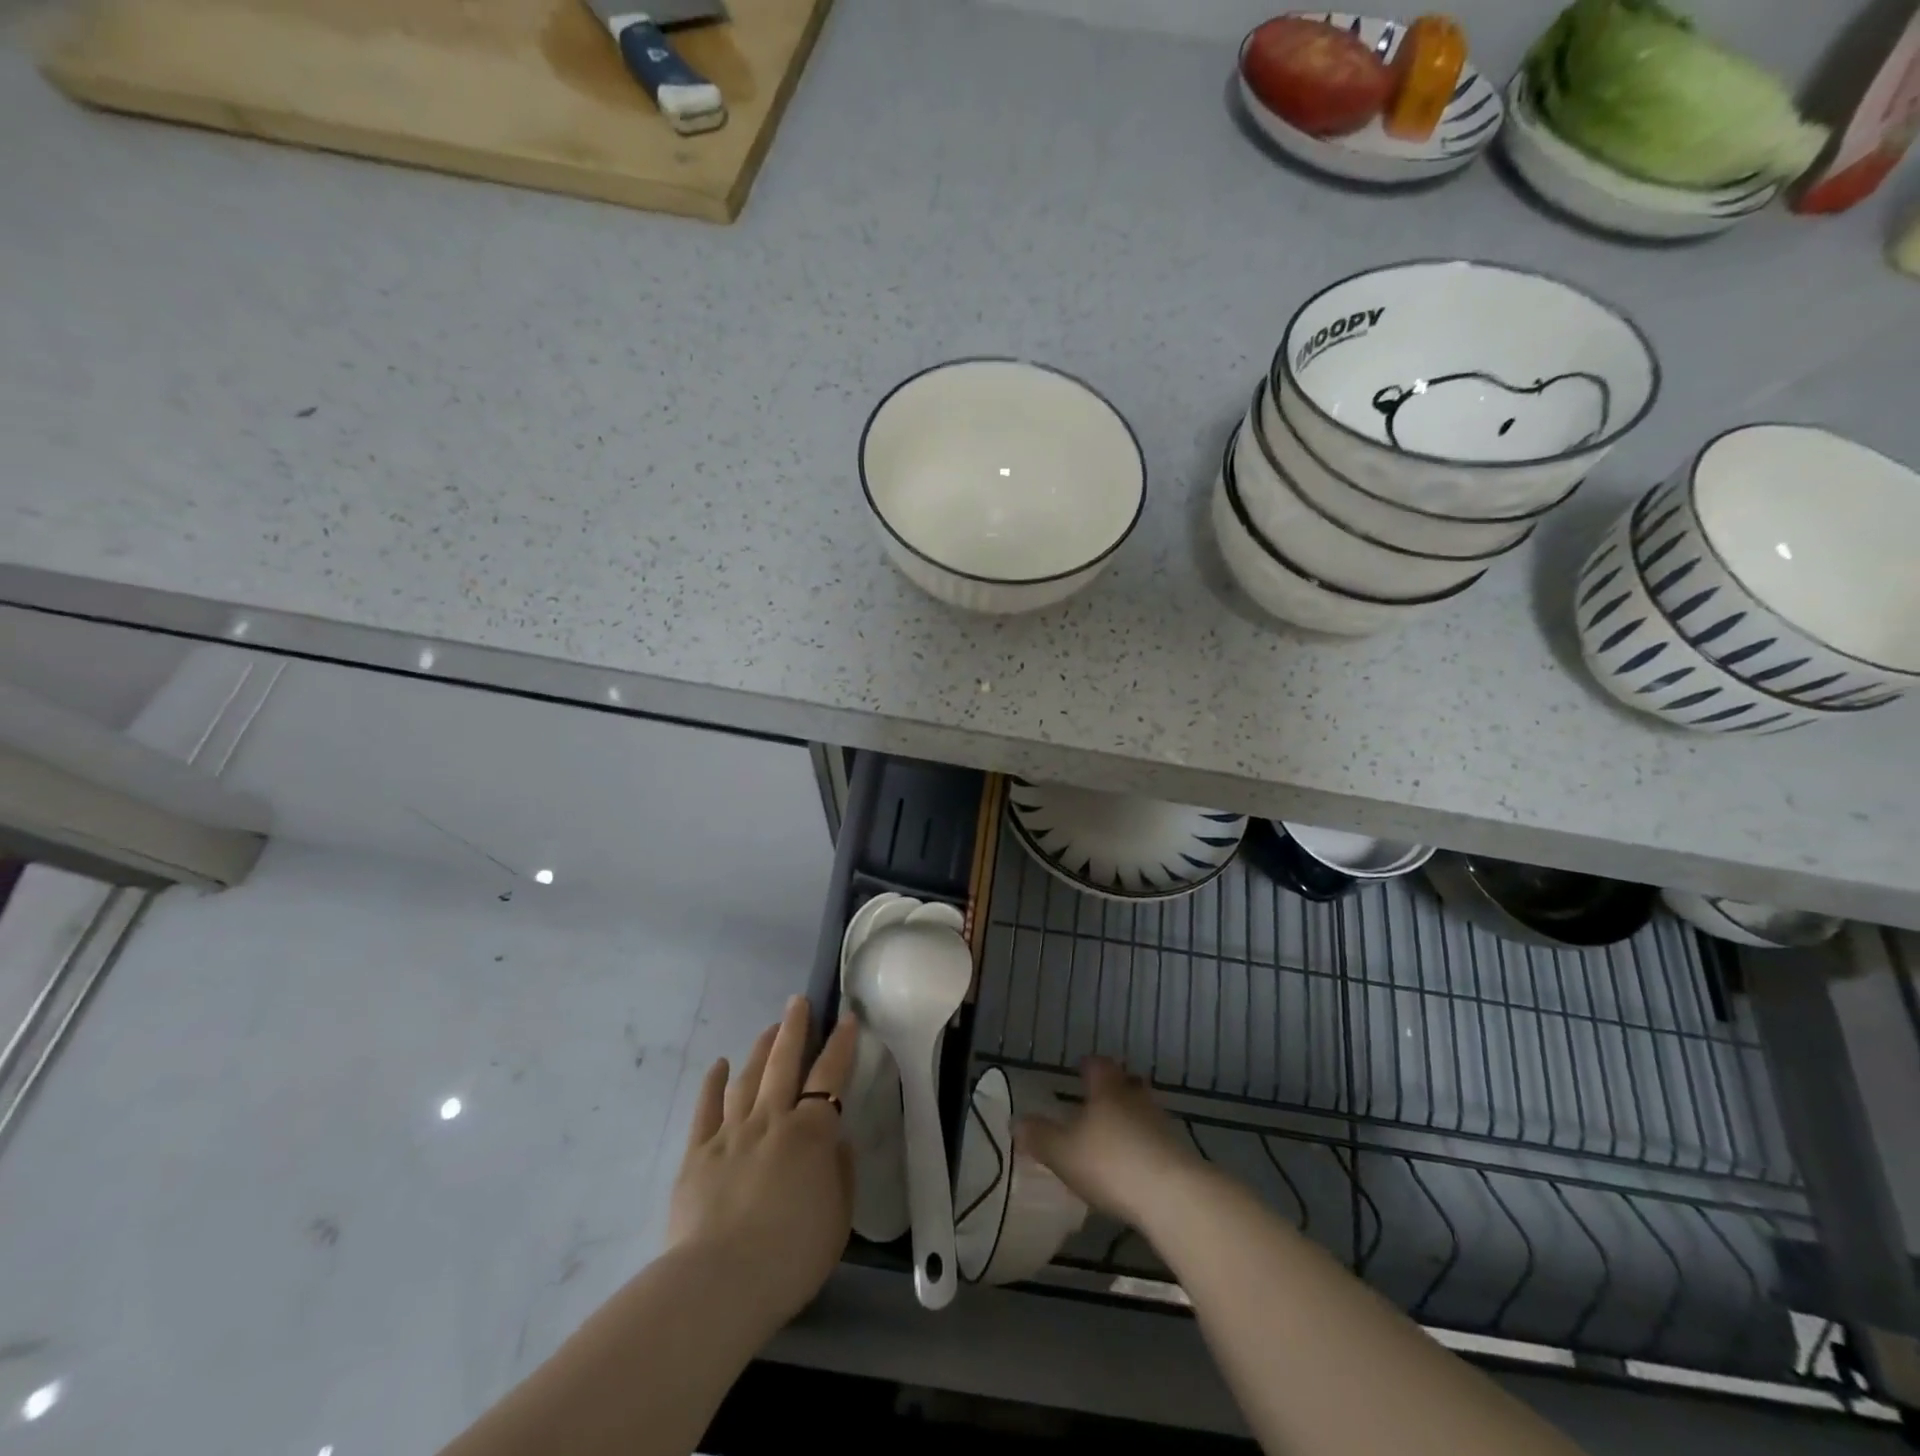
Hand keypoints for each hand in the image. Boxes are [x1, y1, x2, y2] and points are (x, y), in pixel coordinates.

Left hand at [667, 996, 856, 1330]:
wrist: (719, 1285)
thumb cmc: (790, 1256)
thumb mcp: (838, 1219)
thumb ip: (841, 1173)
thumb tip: (837, 1141)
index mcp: (810, 1133)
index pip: (830, 1076)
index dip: (841, 1045)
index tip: (847, 1018)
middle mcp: (771, 1120)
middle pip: (784, 1063)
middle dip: (795, 1028)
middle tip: (799, 1001)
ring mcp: (730, 1133)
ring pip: (747, 1077)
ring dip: (760, 1049)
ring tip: (769, 1029)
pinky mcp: (697, 1154)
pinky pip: (706, 1108)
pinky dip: (713, 1083)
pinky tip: (718, 1065)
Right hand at [1015, 1056, 1204, 1230]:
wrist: (1172, 1196)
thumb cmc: (1110, 1163)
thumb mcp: (1062, 1152)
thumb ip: (1039, 1137)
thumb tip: (1016, 1121)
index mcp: (1106, 1089)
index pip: (1097, 1065)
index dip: (1087, 1066)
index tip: (1080, 1070)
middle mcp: (1135, 1097)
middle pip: (1125, 1084)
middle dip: (1113, 1090)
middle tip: (1098, 1102)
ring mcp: (1161, 1124)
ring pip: (1142, 1111)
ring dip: (1130, 1119)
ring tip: (1113, 1136)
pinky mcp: (1178, 1153)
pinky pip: (1155, 1140)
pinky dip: (1143, 1146)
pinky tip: (1133, 1166)